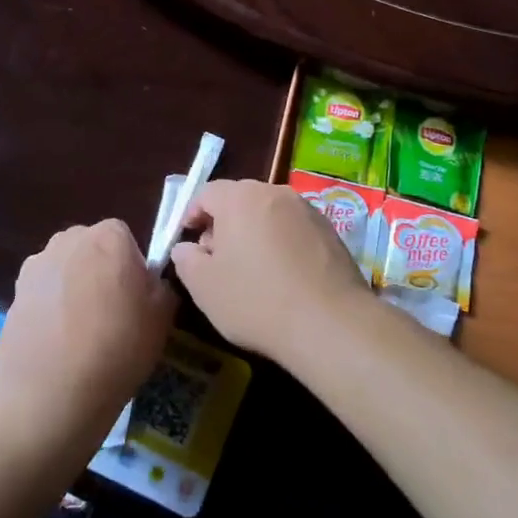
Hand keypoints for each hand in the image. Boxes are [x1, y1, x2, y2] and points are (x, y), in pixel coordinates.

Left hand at [0, 220, 175, 455]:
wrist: (49, 393)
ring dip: (74, 286)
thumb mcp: (162, 318)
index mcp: (110, 236)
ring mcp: (38, 262)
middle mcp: (71, 237)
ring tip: (79, 332)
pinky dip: (50, 305)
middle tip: (110, 314)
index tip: (134, 300)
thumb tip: (150, 281)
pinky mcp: (15, 289)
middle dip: (101, 271)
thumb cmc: (117, 348)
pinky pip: (44, 289)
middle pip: (93, 248)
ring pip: (66, 267)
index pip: (126, 239)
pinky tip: (56, 340)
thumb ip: (161, 285)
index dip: (132, 268)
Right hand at [170, 180, 363, 358]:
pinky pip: (295, 230)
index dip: (192, 214)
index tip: (188, 241)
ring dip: (255, 233)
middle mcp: (275, 193)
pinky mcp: (331, 231)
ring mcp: (307, 210)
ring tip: (252, 270)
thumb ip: (186, 260)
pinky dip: (283, 244)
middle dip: (224, 224)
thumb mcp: (204, 287)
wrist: (330, 324)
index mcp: (240, 198)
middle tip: (217, 258)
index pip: (206, 192)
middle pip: (240, 199)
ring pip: (269, 214)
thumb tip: (186, 248)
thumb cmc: (256, 300)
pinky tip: (284, 277)